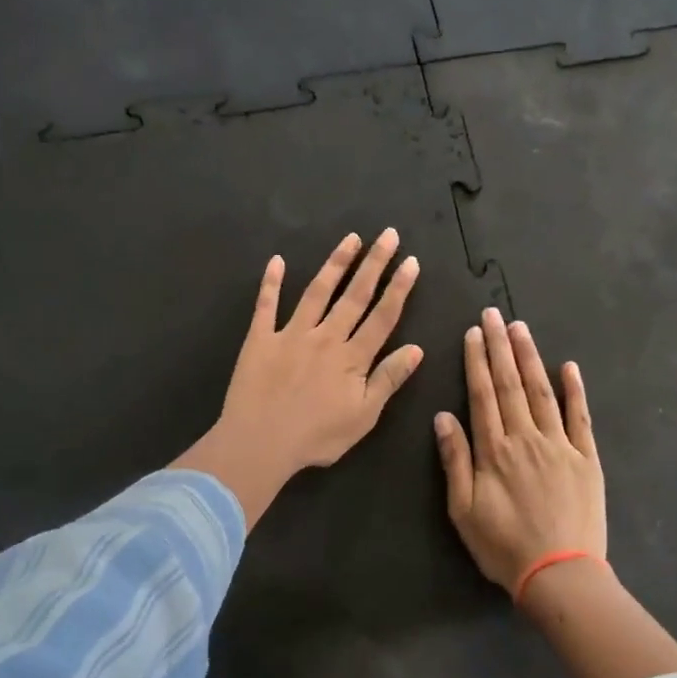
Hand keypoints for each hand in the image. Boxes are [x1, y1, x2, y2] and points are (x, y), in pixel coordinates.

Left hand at [175, 230, 423, 526]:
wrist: (260, 443)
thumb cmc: (316, 437)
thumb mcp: (363, 416)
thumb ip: (388, 379)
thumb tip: (416, 348)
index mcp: (352, 357)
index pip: (382, 316)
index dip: (399, 288)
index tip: (411, 261)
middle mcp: (325, 337)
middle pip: (355, 295)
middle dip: (374, 263)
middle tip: (388, 234)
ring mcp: (290, 334)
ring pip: (317, 292)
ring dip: (335, 263)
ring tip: (350, 238)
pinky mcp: (260, 339)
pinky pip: (266, 305)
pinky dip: (272, 282)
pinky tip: (277, 261)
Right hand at [436, 308, 605, 592]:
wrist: (560, 575)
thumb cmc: (504, 546)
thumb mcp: (463, 510)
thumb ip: (455, 460)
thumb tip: (443, 416)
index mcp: (494, 450)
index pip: (482, 395)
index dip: (477, 361)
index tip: (473, 333)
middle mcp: (526, 438)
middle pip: (510, 385)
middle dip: (501, 347)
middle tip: (494, 314)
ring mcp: (560, 445)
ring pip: (542, 392)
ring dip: (530, 358)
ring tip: (521, 328)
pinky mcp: (586, 458)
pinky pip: (580, 417)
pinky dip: (575, 390)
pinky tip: (568, 366)